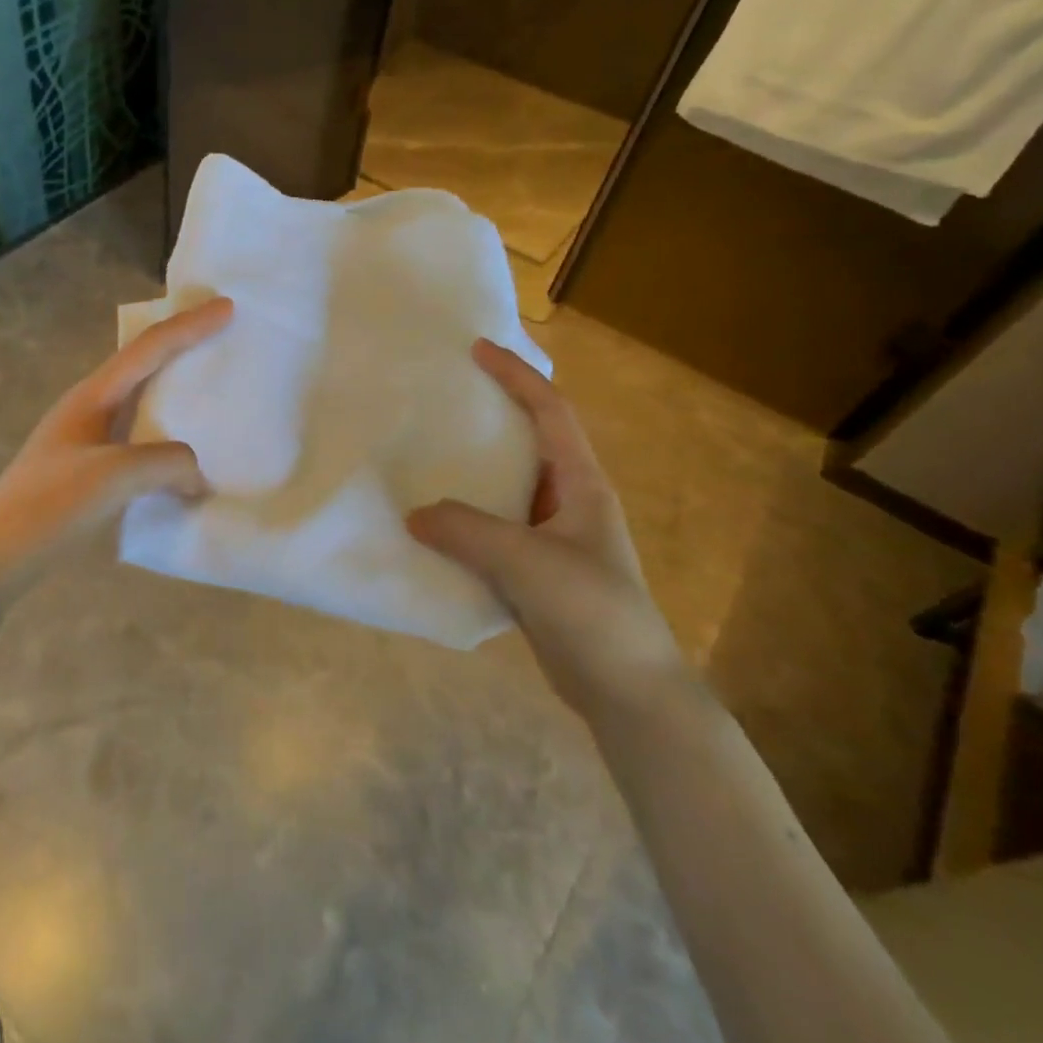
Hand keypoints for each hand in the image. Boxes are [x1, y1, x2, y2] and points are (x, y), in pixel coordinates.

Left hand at [0, 297, 233, 570]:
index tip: (228, 307)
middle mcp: (91, 408)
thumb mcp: (116, 475)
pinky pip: (141, 442)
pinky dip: (169, 440)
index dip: (190, 325)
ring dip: (177, 396)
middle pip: (144, 365)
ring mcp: (88, 441)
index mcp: (94, 395)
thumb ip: (168, 463)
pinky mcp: (90, 473)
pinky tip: (186, 461)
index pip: (150, 348)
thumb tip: (195, 476)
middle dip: (183, 348)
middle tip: (222, 340)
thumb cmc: (51, 504)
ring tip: (212, 398)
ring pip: (143, 404)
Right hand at [407, 339, 686, 716]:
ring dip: (474, 468)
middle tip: (446, 397)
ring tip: (428, 453)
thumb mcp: (527, 563)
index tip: (477, 349)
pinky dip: (465, 518)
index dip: (517, 376)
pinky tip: (433, 524)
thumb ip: (466, 531)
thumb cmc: (592, 613)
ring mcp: (554, 539)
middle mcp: (569, 503)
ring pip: (508, 487)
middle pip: (530, 441)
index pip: (551, 412)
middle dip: (494, 413)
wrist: (629, 693)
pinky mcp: (537, 571)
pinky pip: (494, 529)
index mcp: (581, 485)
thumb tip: (413, 515)